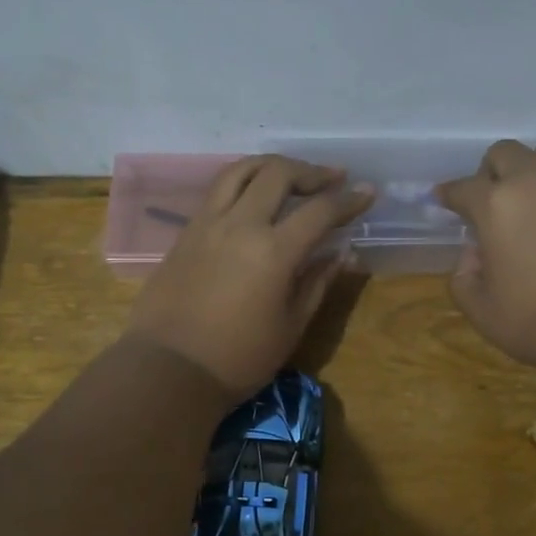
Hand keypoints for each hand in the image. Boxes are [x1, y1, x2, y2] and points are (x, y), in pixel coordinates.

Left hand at [126, 155, 371, 398]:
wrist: (168, 370)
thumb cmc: (238, 358)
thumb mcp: (290, 327)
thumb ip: (317, 283)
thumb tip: (342, 254)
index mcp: (273, 251)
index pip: (320, 211)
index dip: (348, 200)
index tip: (368, 193)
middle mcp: (240, 225)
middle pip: (278, 174)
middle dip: (312, 172)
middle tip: (333, 179)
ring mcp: (208, 224)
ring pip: (241, 170)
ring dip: (272, 165)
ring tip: (292, 174)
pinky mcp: (187, 232)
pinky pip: (218, 190)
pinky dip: (244, 181)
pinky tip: (256, 196)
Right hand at [436, 139, 535, 382]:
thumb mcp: (482, 313)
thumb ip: (463, 276)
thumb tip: (473, 250)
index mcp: (495, 206)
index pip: (461, 188)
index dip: (449, 196)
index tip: (446, 201)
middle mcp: (534, 177)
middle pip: (501, 155)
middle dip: (491, 176)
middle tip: (496, 204)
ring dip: (533, 169)